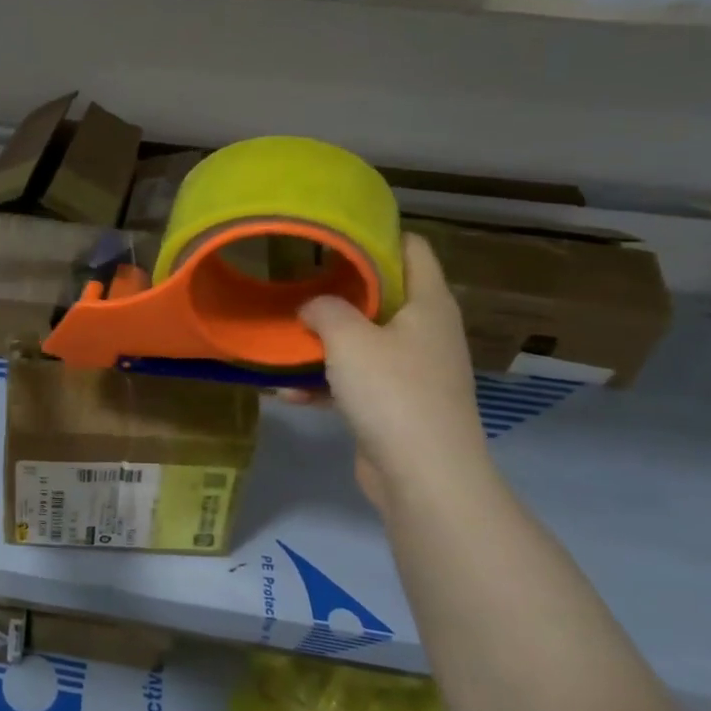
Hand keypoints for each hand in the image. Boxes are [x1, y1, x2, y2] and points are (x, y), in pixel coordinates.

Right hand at [298, 234, 491, 510]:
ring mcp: (413, 371)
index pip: (413, 248)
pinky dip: (325, 384)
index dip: (377, 234)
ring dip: (323, 342)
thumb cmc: (393, 392)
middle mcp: (426, 332)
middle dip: (337, 290)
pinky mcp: (396, 406)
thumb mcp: (349, 338)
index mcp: (429, 304)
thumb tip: (312, 308)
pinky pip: (354, 382)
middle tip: (296, 282)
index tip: (332, 234)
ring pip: (363, 341)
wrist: (424, 477)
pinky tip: (286, 391)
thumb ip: (324, 308)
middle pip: (383, 295)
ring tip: (281, 337)